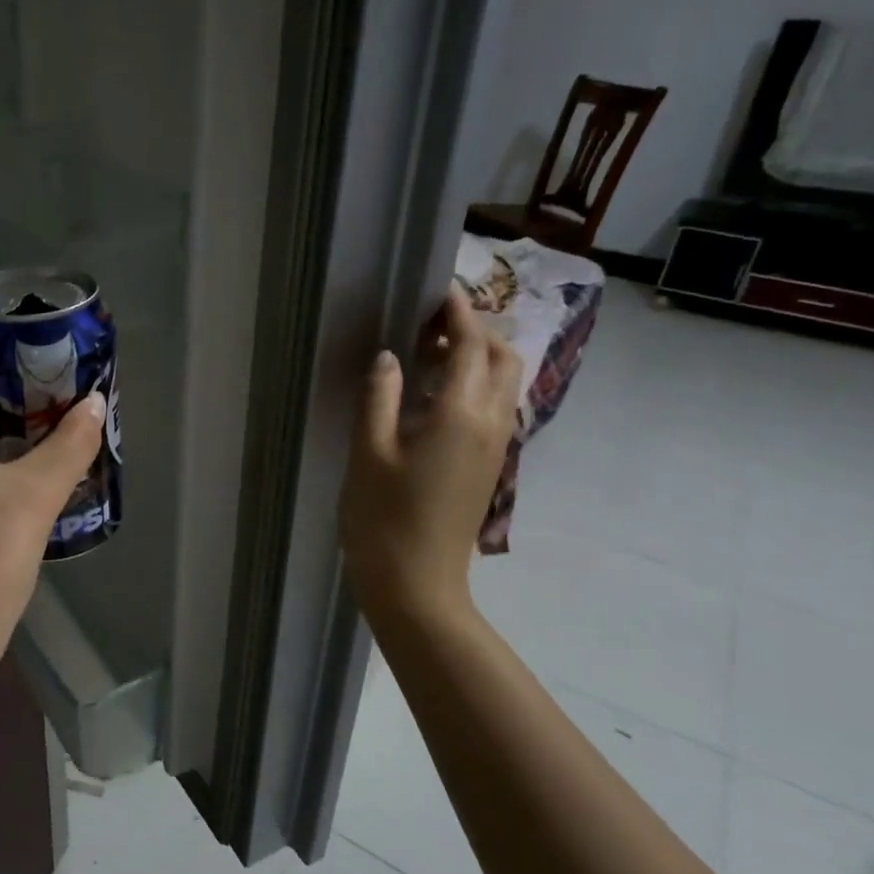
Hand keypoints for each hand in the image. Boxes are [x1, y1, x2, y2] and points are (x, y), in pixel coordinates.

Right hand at [340, 287, 521, 634]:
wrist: (416, 584)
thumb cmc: (383, 517)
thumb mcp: (369, 451)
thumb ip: (380, 395)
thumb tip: (392, 355)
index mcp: (459, 413)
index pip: (470, 344)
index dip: (457, 312)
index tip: (436, 289)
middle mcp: (490, 422)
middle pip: (502, 356)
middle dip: (475, 330)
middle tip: (429, 324)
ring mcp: (495, 446)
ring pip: (504, 382)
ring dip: (478, 357)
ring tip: (429, 354)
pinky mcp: (489, 464)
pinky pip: (494, 407)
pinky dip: (475, 384)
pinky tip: (433, 395)